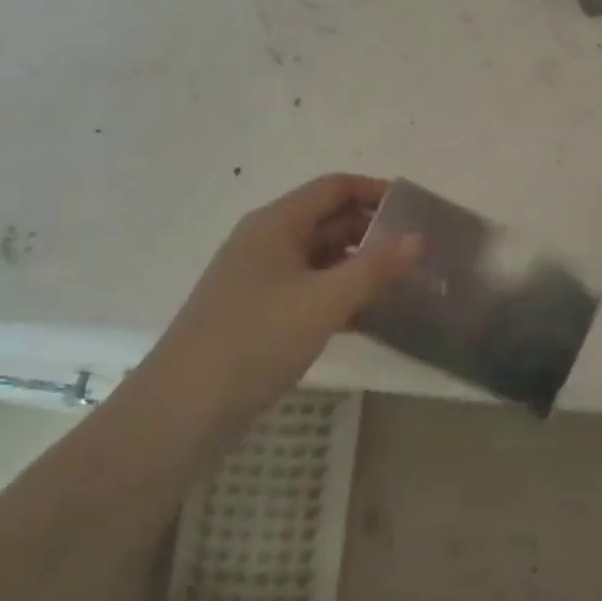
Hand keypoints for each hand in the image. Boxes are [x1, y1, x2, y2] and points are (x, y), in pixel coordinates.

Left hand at [145, 174, 421, 421]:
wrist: (180, 413)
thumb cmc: (254, 339)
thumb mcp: (324, 301)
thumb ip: (375, 267)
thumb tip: (420, 237)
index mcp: (276, 223)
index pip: (334, 187)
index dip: (375, 190)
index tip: (415, 207)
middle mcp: (268, 242)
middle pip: (329, 220)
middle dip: (373, 230)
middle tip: (419, 248)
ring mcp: (261, 280)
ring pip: (321, 258)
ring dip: (360, 265)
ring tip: (405, 280)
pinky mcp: (260, 314)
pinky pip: (310, 290)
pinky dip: (340, 295)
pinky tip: (371, 316)